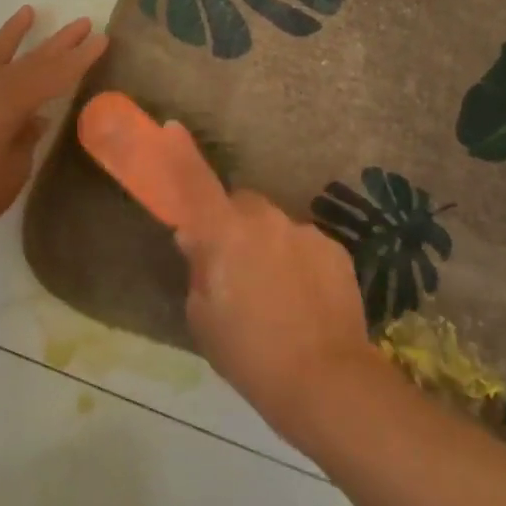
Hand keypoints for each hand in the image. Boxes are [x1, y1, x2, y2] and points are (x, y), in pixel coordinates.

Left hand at [0, 7, 107, 251]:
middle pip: (31, 59)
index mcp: (11, 103)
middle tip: (84, 23)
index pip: (54, 75)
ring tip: (29, 12)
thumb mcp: (10, 174)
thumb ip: (25, 142)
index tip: (103, 40)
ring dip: (15, 34)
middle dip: (59, 42)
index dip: (80, 59)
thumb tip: (34, 120)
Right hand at [76, 93, 384, 442]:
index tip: (171, 127)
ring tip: (275, 295)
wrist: (325, 378)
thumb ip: (199, 269)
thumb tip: (198, 242)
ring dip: (269, 246)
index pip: (196, 183)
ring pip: (276, 227)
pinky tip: (304, 301)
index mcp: (225, 234)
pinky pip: (305, 244)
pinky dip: (298, 262)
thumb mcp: (204, 317)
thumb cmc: (249, 354)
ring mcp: (304, 231)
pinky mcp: (334, 248)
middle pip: (243, 205)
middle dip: (235, 224)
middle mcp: (266, 220)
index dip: (181, 155)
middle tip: (234, 266)